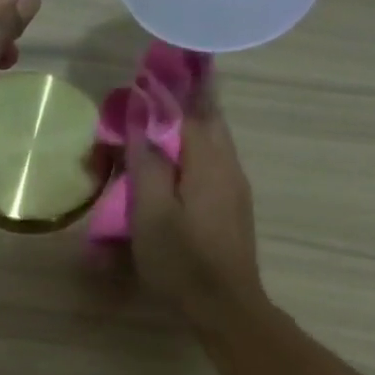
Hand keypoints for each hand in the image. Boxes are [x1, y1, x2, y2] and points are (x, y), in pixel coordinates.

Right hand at [125, 75, 263, 322]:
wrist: (226, 308)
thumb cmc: (183, 261)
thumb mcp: (151, 213)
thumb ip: (146, 162)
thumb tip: (140, 116)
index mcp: (209, 161)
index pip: (191, 106)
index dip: (168, 86)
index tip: (148, 66)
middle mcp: (228, 165)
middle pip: (208, 119)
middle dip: (183, 99)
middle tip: (154, 88)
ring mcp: (234, 188)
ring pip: (211, 143)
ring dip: (186, 127)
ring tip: (157, 122)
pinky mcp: (231, 209)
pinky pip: (210, 166)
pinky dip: (190, 154)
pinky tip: (172, 167)